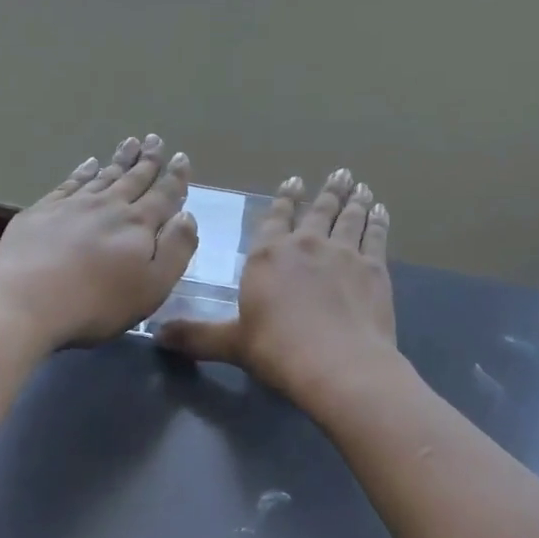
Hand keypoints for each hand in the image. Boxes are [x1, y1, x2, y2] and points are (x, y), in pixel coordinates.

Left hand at [0, 134, 197, 349]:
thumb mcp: (153, 285)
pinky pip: (69, 183)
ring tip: (130, 142)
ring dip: (119, 159)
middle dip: (148, 160)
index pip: (163, 195)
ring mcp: (73, 205)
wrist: (25, 301)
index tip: (180, 157)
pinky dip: (83, 171)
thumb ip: (176, 248)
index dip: (175, 177)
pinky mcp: (42, 212)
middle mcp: (109, 206)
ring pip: (103, 175)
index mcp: (139, 224)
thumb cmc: (97, 302)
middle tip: (155, 139)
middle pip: (134, 178)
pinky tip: (88, 164)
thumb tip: (186, 215)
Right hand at [157, 169, 397, 406]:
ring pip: (348, 218)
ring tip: (359, 186)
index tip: (295, 182)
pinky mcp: (372, 268)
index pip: (276, 218)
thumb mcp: (232, 344)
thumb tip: (158, 336)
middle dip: (327, 191)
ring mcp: (342, 253)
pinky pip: (375, 236)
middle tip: (340, 174)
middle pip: (318, 211)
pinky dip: (378, 221)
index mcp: (268, 256)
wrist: (338, 363)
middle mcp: (305, 244)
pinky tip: (380, 211)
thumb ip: (197, 336)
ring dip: (354, 200)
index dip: (285, 199)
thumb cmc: (278, 350)